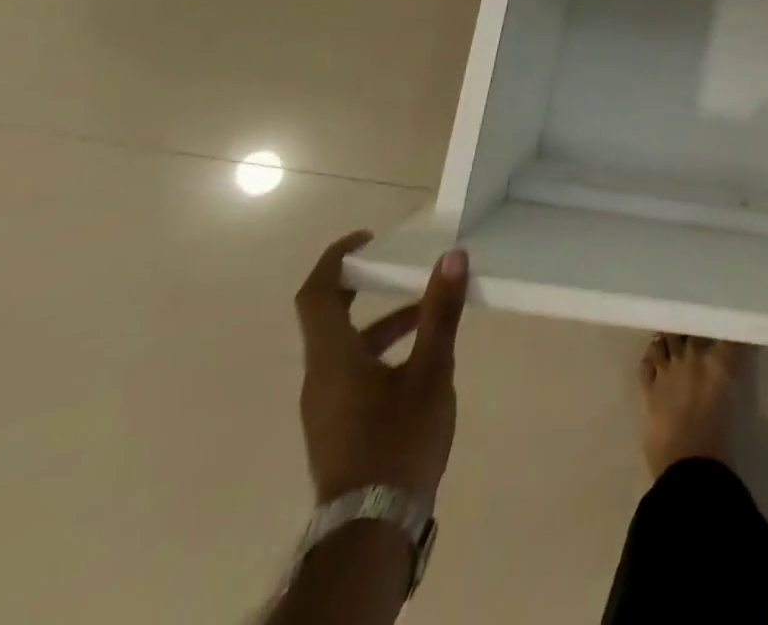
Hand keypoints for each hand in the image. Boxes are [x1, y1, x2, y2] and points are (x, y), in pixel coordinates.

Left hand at [294, 232, 469, 505]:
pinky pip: (353, 372)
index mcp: (332, 359)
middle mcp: (319, 378)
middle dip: (365, 287)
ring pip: (348, 348)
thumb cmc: (398, 440)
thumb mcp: (430, 371)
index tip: (367, 238)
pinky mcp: (337, 427)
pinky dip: (382, 352)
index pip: (315, 295)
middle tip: (402, 266)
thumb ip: (440, 313)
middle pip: (330, 319)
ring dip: (384, 322)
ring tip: (429, 314)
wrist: (372, 528)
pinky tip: (421, 363)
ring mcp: (325, 407)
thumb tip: (452, 257)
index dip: (335, 260)